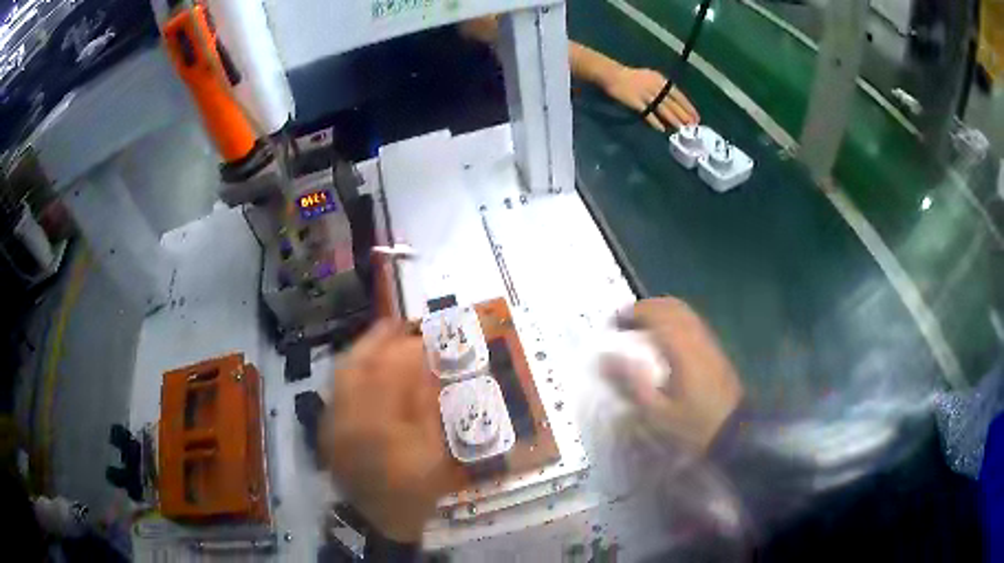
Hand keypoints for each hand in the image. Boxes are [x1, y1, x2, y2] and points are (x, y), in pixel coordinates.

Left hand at [321, 321, 451, 542]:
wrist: (377, 518)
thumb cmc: (413, 490)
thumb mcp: (432, 452)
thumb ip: (426, 408)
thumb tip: (427, 369)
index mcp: (377, 425)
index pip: (389, 374)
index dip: (406, 350)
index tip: (423, 335)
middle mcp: (347, 416)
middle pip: (355, 366)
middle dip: (375, 340)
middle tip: (395, 323)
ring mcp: (332, 421)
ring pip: (341, 374)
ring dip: (361, 351)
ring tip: (381, 337)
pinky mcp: (327, 427)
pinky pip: (337, 389)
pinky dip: (351, 371)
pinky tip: (367, 367)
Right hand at [601, 67, 698, 131]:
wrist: (612, 74)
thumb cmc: (632, 76)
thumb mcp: (651, 77)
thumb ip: (662, 88)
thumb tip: (673, 102)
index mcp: (661, 80)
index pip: (678, 95)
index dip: (688, 106)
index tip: (696, 117)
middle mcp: (655, 87)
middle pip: (672, 103)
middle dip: (683, 115)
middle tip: (691, 126)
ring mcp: (645, 94)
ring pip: (662, 108)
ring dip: (672, 119)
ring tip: (680, 128)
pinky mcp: (635, 102)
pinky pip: (647, 113)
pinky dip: (654, 121)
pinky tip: (661, 129)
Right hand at [607, 298, 742, 451]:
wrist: (733, 432)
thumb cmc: (693, 425)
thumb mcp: (656, 411)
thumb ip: (631, 382)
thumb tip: (604, 358)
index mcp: (682, 348)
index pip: (656, 314)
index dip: (631, 312)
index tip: (611, 324)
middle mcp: (697, 337)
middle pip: (670, 306)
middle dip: (644, 308)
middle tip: (623, 323)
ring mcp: (708, 341)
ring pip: (683, 311)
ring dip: (659, 312)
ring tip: (638, 329)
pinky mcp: (714, 349)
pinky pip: (690, 322)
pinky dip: (671, 321)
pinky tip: (661, 341)